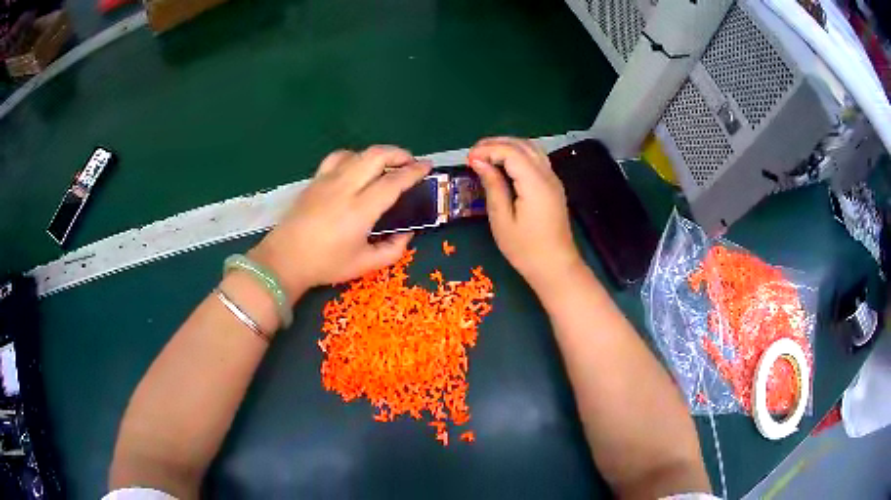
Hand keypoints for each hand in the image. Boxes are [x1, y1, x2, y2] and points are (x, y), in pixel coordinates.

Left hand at [250, 146, 430, 301]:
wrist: (284, 260)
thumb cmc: (325, 265)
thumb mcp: (365, 265)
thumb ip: (393, 250)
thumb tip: (407, 233)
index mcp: (359, 210)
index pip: (393, 182)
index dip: (414, 172)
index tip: (427, 167)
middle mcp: (344, 188)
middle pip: (376, 156)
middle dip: (398, 153)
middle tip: (410, 162)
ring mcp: (327, 180)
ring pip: (358, 153)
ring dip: (377, 154)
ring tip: (386, 164)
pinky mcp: (315, 180)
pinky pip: (338, 158)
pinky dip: (354, 157)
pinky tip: (356, 167)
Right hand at [467, 137, 583, 292]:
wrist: (556, 267)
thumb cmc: (526, 249)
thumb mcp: (502, 220)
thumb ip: (493, 186)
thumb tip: (479, 162)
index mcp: (535, 184)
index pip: (511, 152)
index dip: (488, 150)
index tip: (468, 159)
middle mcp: (548, 175)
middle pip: (522, 145)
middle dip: (496, 144)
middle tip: (473, 154)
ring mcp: (553, 179)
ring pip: (531, 149)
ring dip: (508, 146)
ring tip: (486, 156)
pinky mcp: (553, 186)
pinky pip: (536, 159)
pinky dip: (518, 155)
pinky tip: (504, 165)